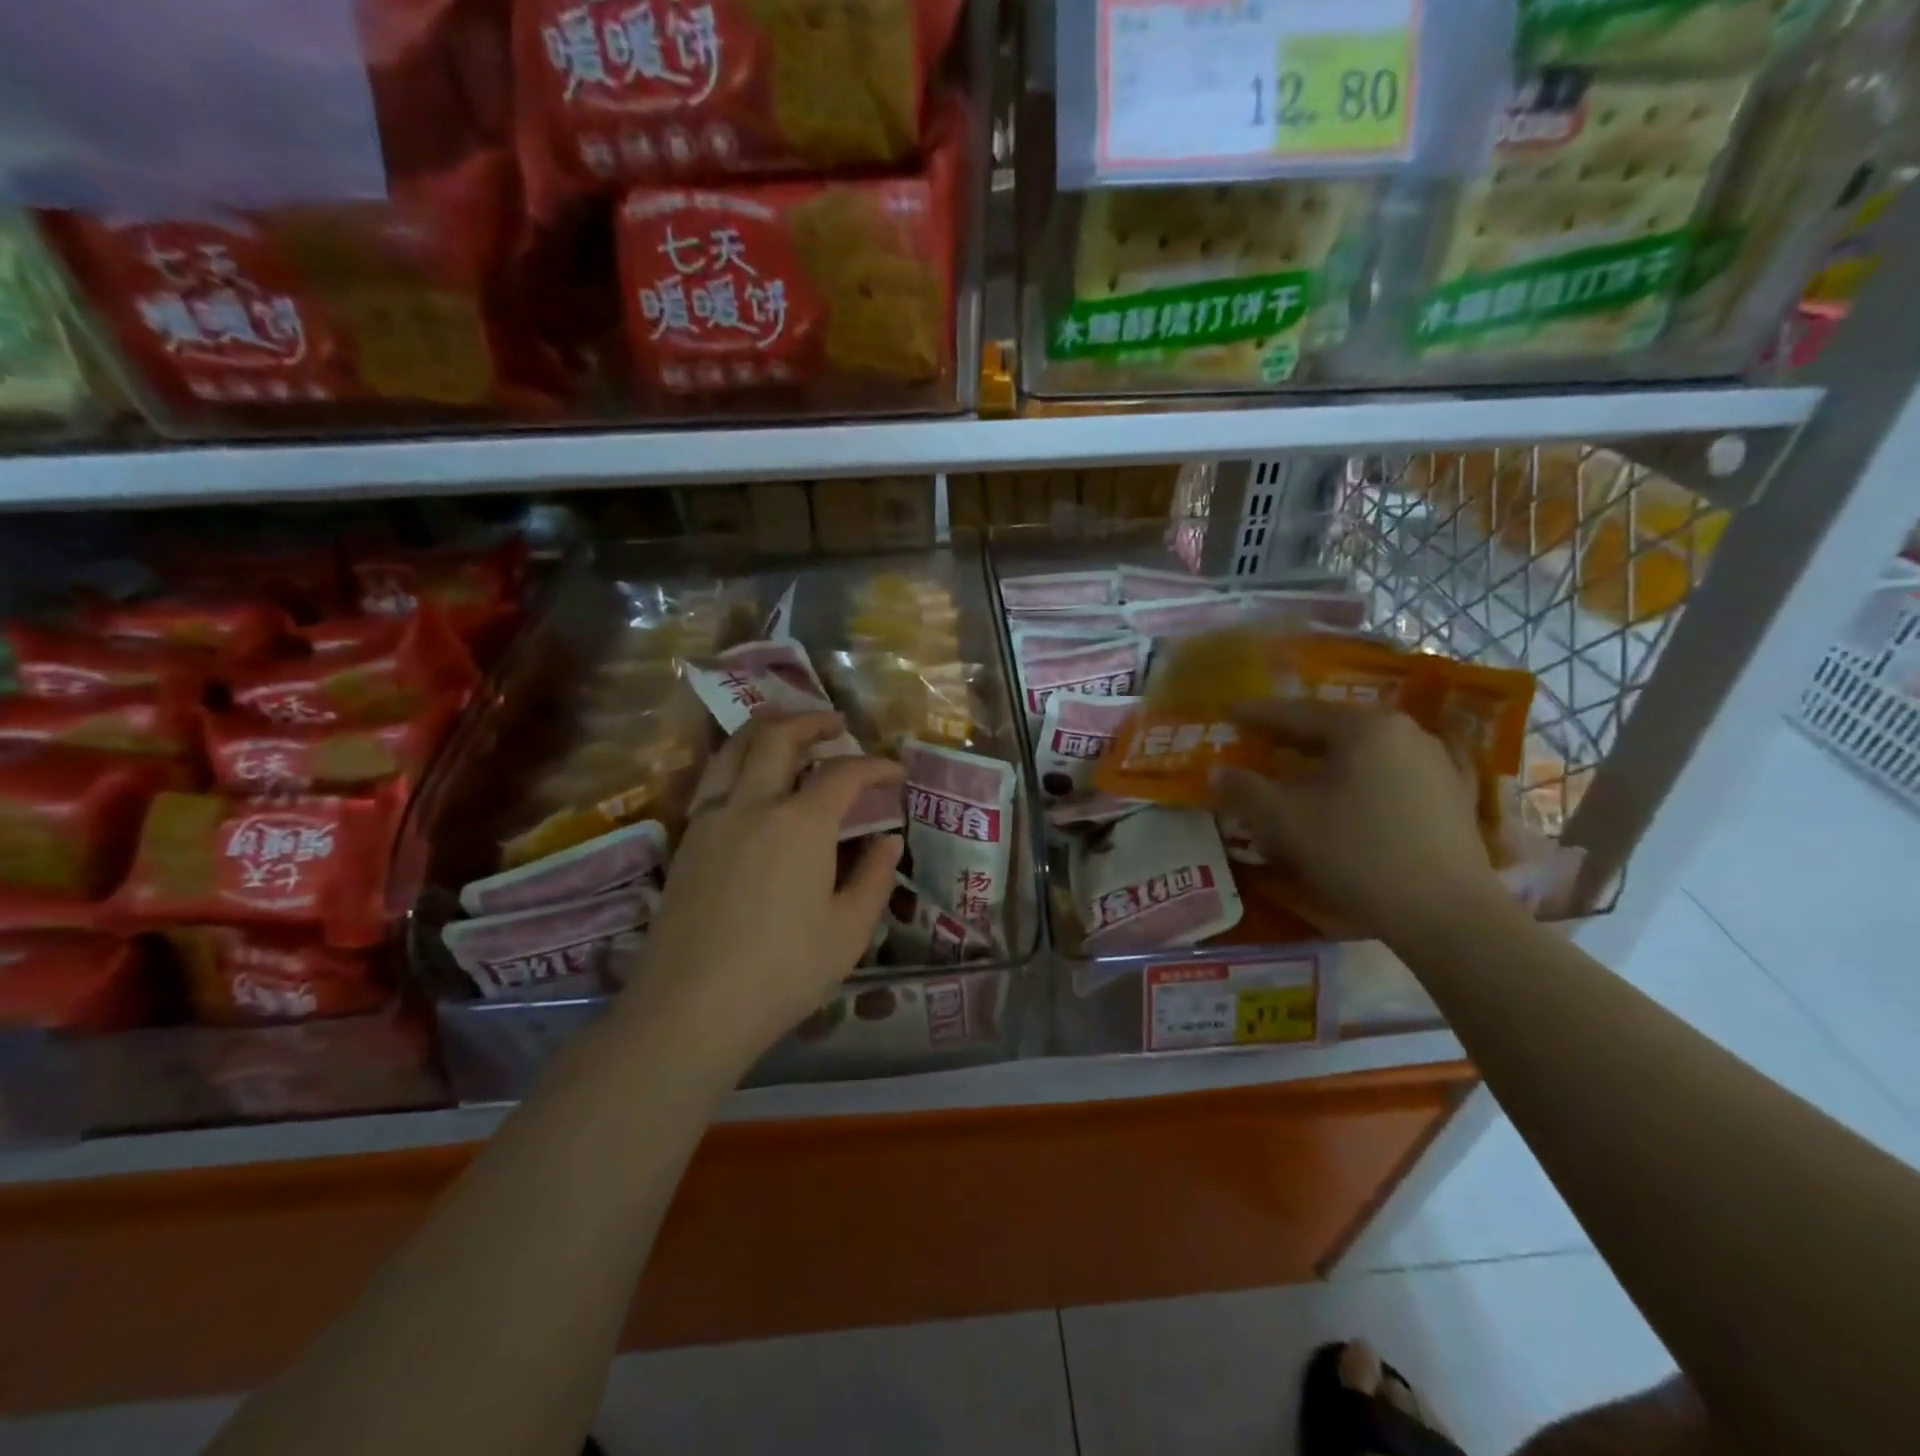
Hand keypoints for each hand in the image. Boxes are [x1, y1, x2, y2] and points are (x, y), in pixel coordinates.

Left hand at [625, 711, 903, 1069]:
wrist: (690, 1008)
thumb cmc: (783, 972)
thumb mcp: (849, 930)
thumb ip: (874, 877)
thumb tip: (886, 841)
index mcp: (801, 823)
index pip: (844, 773)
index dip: (875, 765)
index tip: (895, 772)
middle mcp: (752, 804)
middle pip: (778, 736)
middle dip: (811, 720)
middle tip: (836, 725)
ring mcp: (711, 819)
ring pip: (733, 748)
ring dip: (766, 730)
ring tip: (789, 733)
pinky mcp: (686, 840)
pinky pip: (713, 779)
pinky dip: (738, 761)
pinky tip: (751, 782)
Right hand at [1211, 699, 1501, 937]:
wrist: (1447, 914)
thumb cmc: (1358, 855)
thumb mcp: (1286, 821)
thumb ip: (1246, 790)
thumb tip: (1218, 772)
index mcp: (1364, 728)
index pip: (1297, 713)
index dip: (1257, 715)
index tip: (1228, 713)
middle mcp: (1405, 732)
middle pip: (1334, 728)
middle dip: (1292, 737)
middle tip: (1259, 742)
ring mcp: (1437, 762)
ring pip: (1365, 751)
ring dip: (1327, 758)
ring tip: (1300, 772)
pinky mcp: (1453, 796)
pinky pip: (1394, 773)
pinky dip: (1363, 777)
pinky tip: (1357, 790)